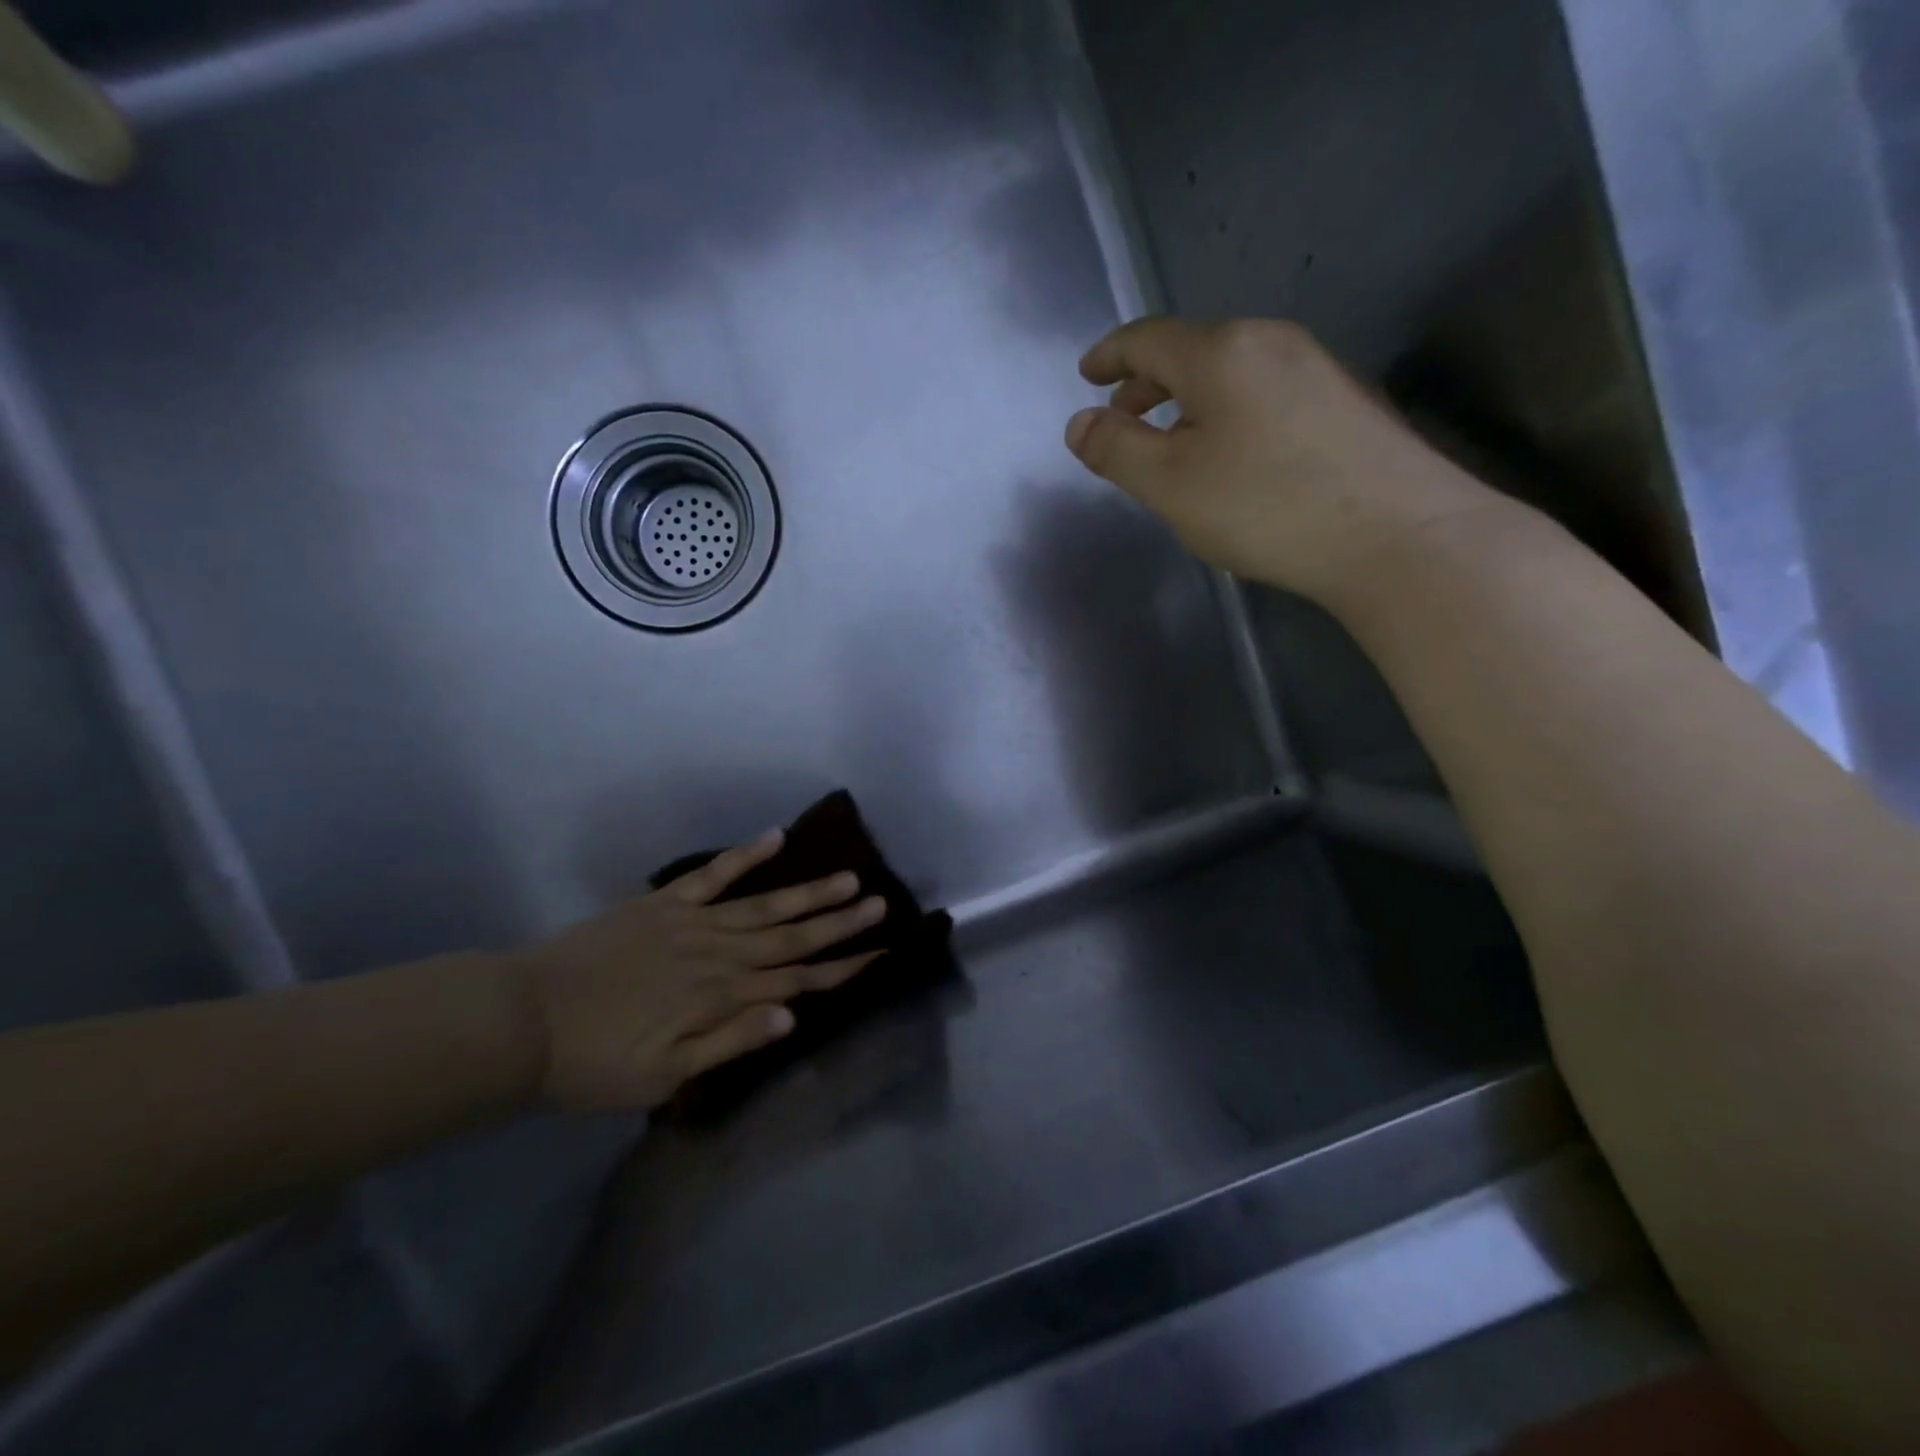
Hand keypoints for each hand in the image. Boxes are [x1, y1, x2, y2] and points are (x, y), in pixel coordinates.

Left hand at [512, 832, 887, 1110]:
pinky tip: (774, 836)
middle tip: (880, 903)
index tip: (880, 953)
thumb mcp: (663, 1076)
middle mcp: (718, 954)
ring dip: (808, 892)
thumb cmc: (594, 1062)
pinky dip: (744, 855)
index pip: (797, 982)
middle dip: (839, 923)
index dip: (842, 968)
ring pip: (764, 904)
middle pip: (791, 937)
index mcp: (722, 997)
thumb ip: (730, 1043)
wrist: (521, 1021)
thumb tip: (792, 1017)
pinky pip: (712, 874)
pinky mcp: (663, 903)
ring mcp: (692, 922)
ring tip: (848, 876)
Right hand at [1064, 318, 1511, 604]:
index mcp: (1220, 353)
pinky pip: (1265, 394)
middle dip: (1148, 382)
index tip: (1086, 374)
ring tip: (1173, 445)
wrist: (1398, 534)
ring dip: (1189, 401)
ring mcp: (1317, 369)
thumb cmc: (1266, 505)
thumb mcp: (1170, 485)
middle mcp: (1271, 343)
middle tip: (1122, 418)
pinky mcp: (1346, 404)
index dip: (1110, 355)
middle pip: (1193, 351)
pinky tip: (1233, 458)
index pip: (1148, 338)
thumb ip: (1117, 451)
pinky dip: (1228, 414)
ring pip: (1231, 374)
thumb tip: (1080, 423)